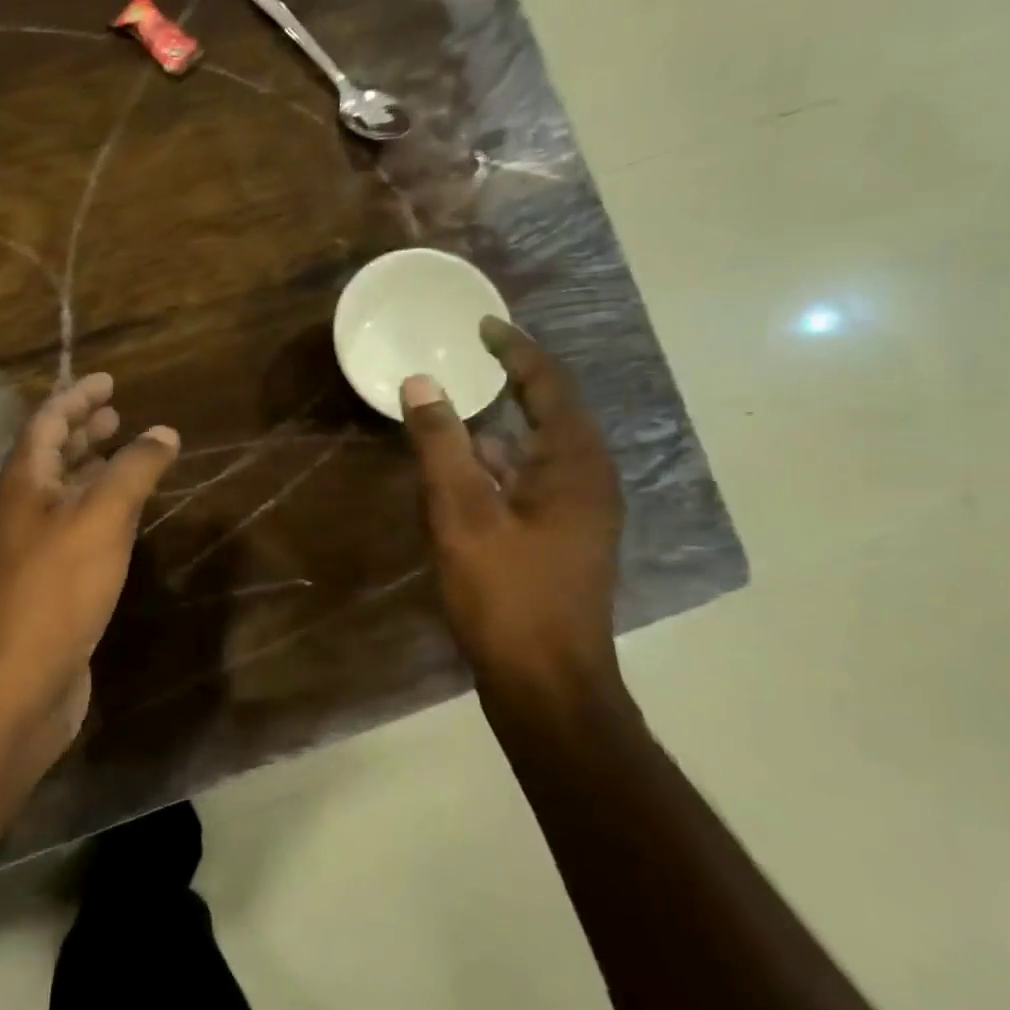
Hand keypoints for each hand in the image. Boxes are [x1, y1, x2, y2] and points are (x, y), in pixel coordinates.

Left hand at [0, 373, 178, 745]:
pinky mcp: (49, 580)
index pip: (48, 421)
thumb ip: (134, 470)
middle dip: (82, 429)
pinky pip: (75, 526)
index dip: (77, 396)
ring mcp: (33, 546)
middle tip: (116, 412)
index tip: (108, 380)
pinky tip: (123, 516)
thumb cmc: (59, 586)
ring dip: (91, 467)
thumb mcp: (102, 517)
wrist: (22, 677)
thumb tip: (164, 432)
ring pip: (63, 491)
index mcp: (25, 481)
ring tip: (123, 454)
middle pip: (51, 454)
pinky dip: (98, 507)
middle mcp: (23, 507)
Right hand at [402, 318, 624, 691]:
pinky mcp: (559, 542)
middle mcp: (587, 481)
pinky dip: (494, 468)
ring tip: (452, 411)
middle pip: (549, 414)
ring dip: (497, 429)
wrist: (545, 684)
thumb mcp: (462, 513)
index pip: (549, 385)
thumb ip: (440, 444)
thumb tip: (422, 382)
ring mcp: (577, 516)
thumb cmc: (506, 593)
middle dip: (508, 384)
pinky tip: (458, 476)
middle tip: (464, 360)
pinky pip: (527, 484)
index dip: (515, 349)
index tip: (480, 325)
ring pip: (535, 453)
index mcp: (576, 465)